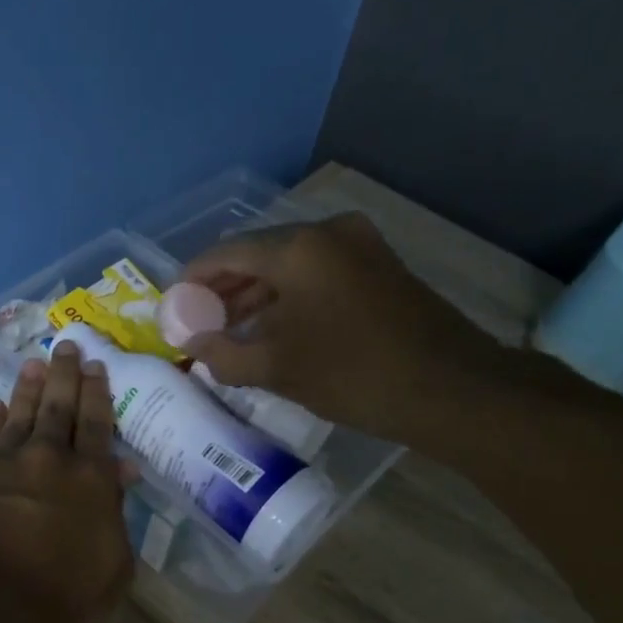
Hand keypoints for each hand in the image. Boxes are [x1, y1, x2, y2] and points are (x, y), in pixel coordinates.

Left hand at [0, 342, 133, 622]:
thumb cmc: (63, 600)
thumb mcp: (114, 567)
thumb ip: (117, 514)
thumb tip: (121, 471)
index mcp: (91, 480)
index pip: (99, 425)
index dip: (99, 394)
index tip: (97, 366)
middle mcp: (49, 459)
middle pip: (60, 407)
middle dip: (66, 374)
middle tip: (67, 345)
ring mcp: (3, 464)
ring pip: (21, 414)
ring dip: (29, 388)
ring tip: (34, 363)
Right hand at [180, 211, 508, 443]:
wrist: (450, 388)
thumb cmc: (353, 375)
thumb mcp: (276, 369)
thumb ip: (223, 352)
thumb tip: (192, 343)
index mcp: (297, 248)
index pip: (226, 253)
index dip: (193, 279)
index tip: (172, 305)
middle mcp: (326, 233)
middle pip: (257, 253)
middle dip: (223, 287)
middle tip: (196, 320)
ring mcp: (358, 246)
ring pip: (288, 264)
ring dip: (255, 294)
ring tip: (227, 328)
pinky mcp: (378, 266)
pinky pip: (316, 273)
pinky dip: (287, 296)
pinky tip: (271, 327)